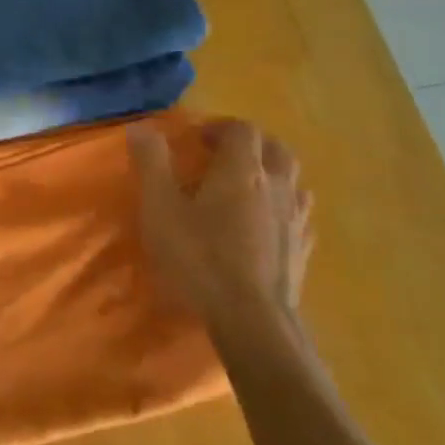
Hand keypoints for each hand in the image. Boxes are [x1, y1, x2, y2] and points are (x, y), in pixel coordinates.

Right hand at [129, 120, 313, 326]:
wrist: (251, 318)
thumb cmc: (199, 258)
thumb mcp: (160, 209)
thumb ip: (152, 164)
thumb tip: (142, 127)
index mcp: (242, 170)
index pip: (242, 130)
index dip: (219, 127)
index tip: (196, 139)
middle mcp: (277, 186)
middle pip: (275, 149)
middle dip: (251, 145)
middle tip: (223, 156)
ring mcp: (296, 219)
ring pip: (293, 180)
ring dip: (271, 174)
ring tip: (247, 188)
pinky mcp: (303, 249)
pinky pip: (298, 215)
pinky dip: (283, 208)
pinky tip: (269, 224)